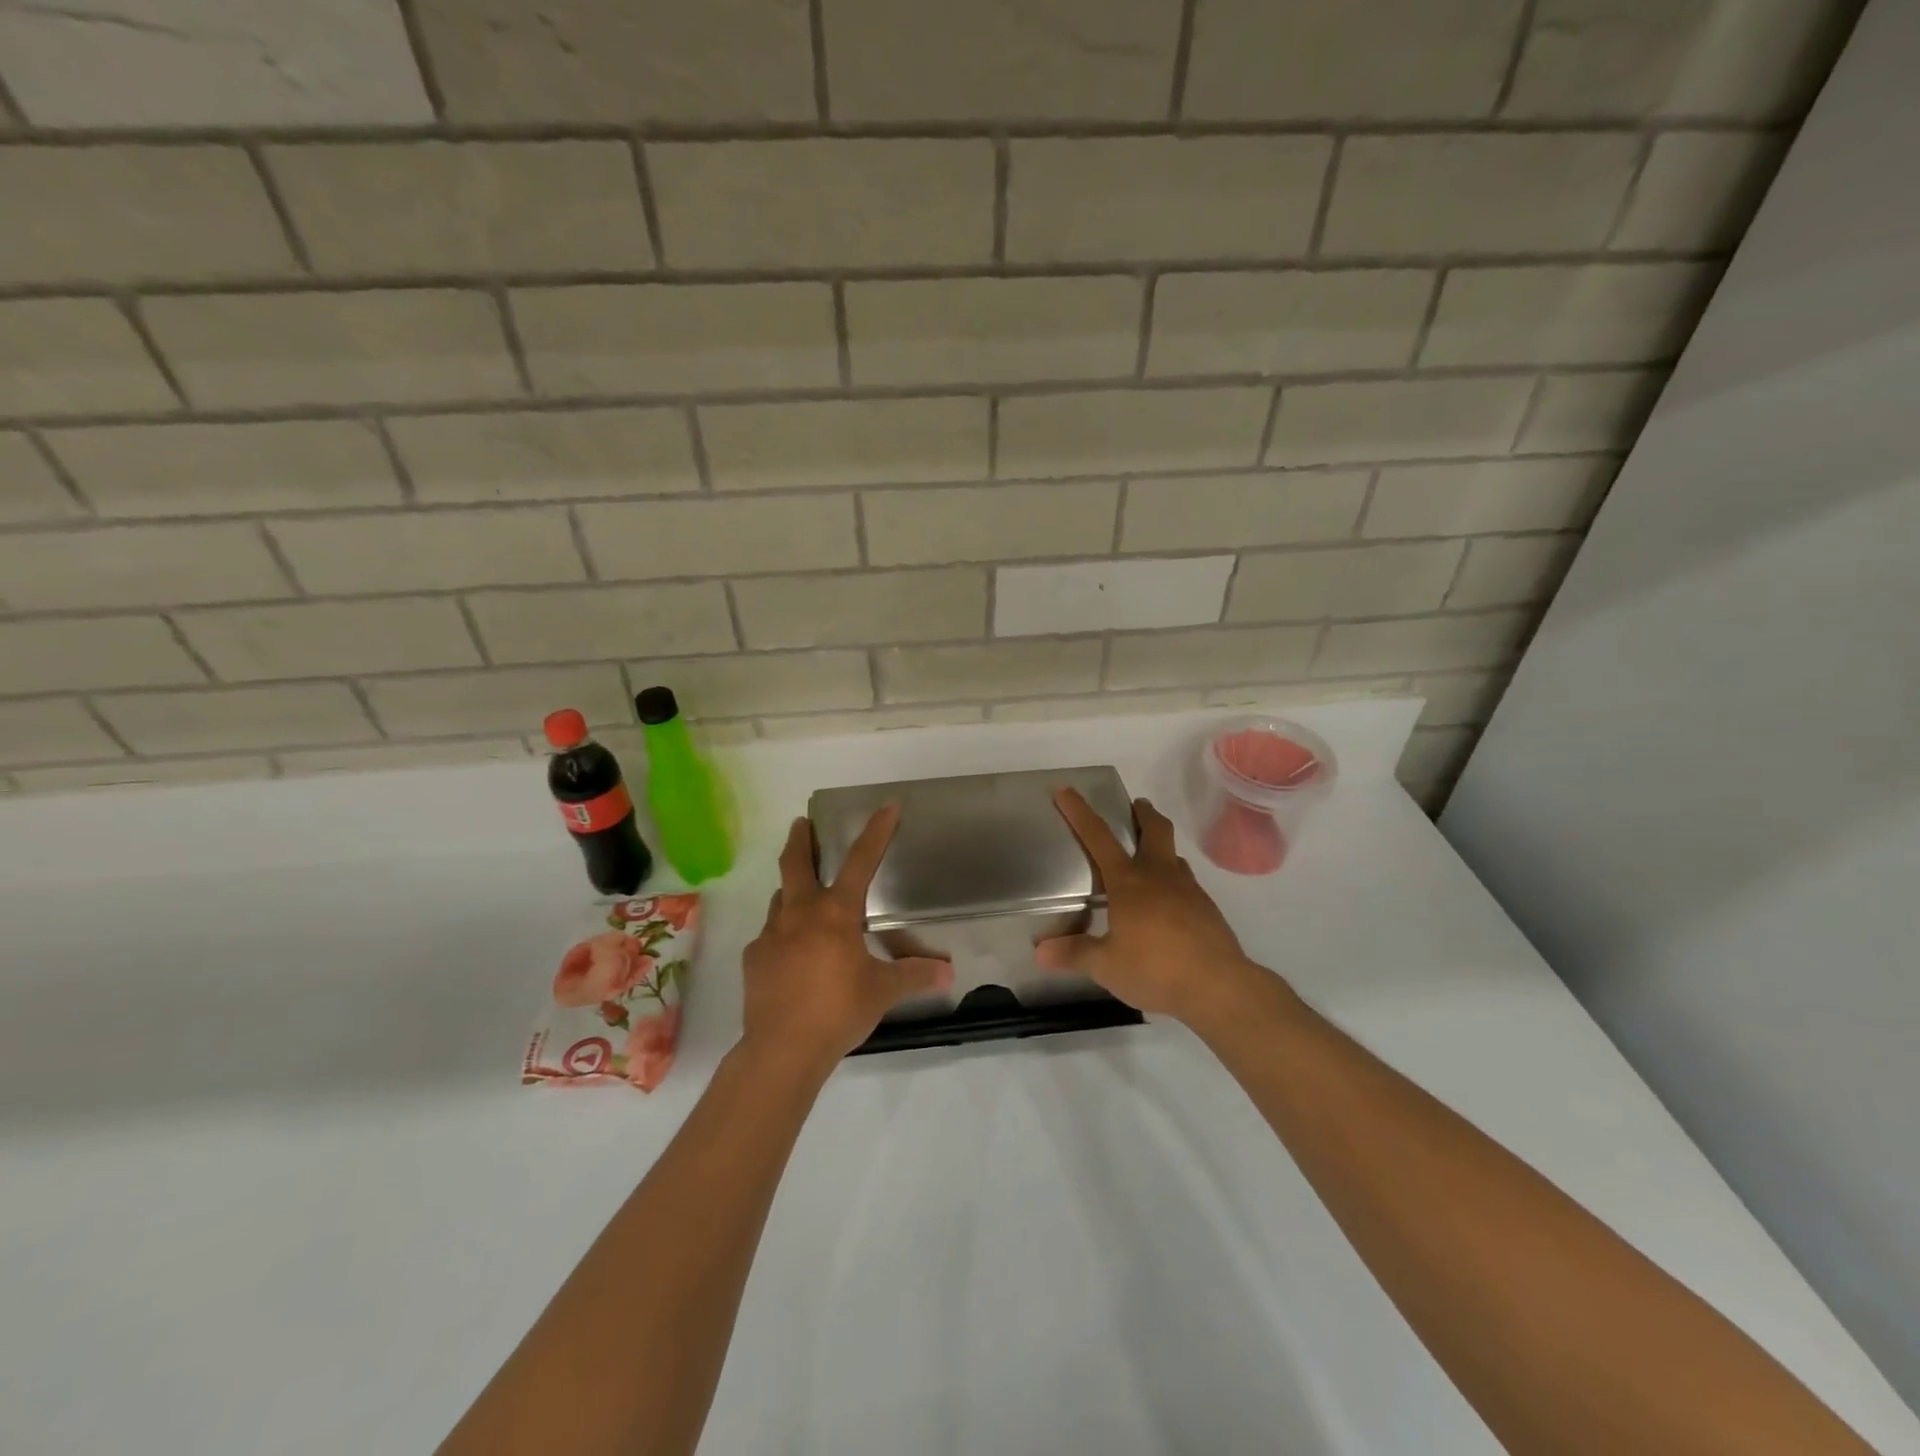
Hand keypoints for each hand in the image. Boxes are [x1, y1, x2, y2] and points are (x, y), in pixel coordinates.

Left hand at [740, 805, 952, 1075]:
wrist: (783, 1050)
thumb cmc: (839, 1011)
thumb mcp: (883, 992)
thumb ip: (915, 976)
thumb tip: (949, 973)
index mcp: (836, 913)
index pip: (861, 861)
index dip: (876, 831)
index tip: (887, 805)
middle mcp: (800, 914)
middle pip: (796, 863)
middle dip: (801, 839)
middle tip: (802, 823)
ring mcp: (771, 935)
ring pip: (780, 898)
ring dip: (791, 889)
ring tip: (802, 895)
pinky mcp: (754, 959)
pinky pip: (770, 935)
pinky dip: (782, 934)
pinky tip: (791, 954)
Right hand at [1038, 788, 1267, 1025]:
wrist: (1219, 987)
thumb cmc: (1155, 969)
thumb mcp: (1106, 966)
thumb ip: (1075, 954)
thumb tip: (1040, 952)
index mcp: (1129, 882)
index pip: (1098, 837)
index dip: (1080, 812)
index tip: (1066, 789)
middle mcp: (1159, 876)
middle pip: (1155, 830)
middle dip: (1144, 813)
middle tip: (1136, 806)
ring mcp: (1189, 890)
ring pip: (1174, 856)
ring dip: (1161, 848)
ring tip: (1148, 860)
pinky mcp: (1207, 909)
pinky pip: (1187, 883)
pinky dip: (1173, 881)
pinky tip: (1167, 905)